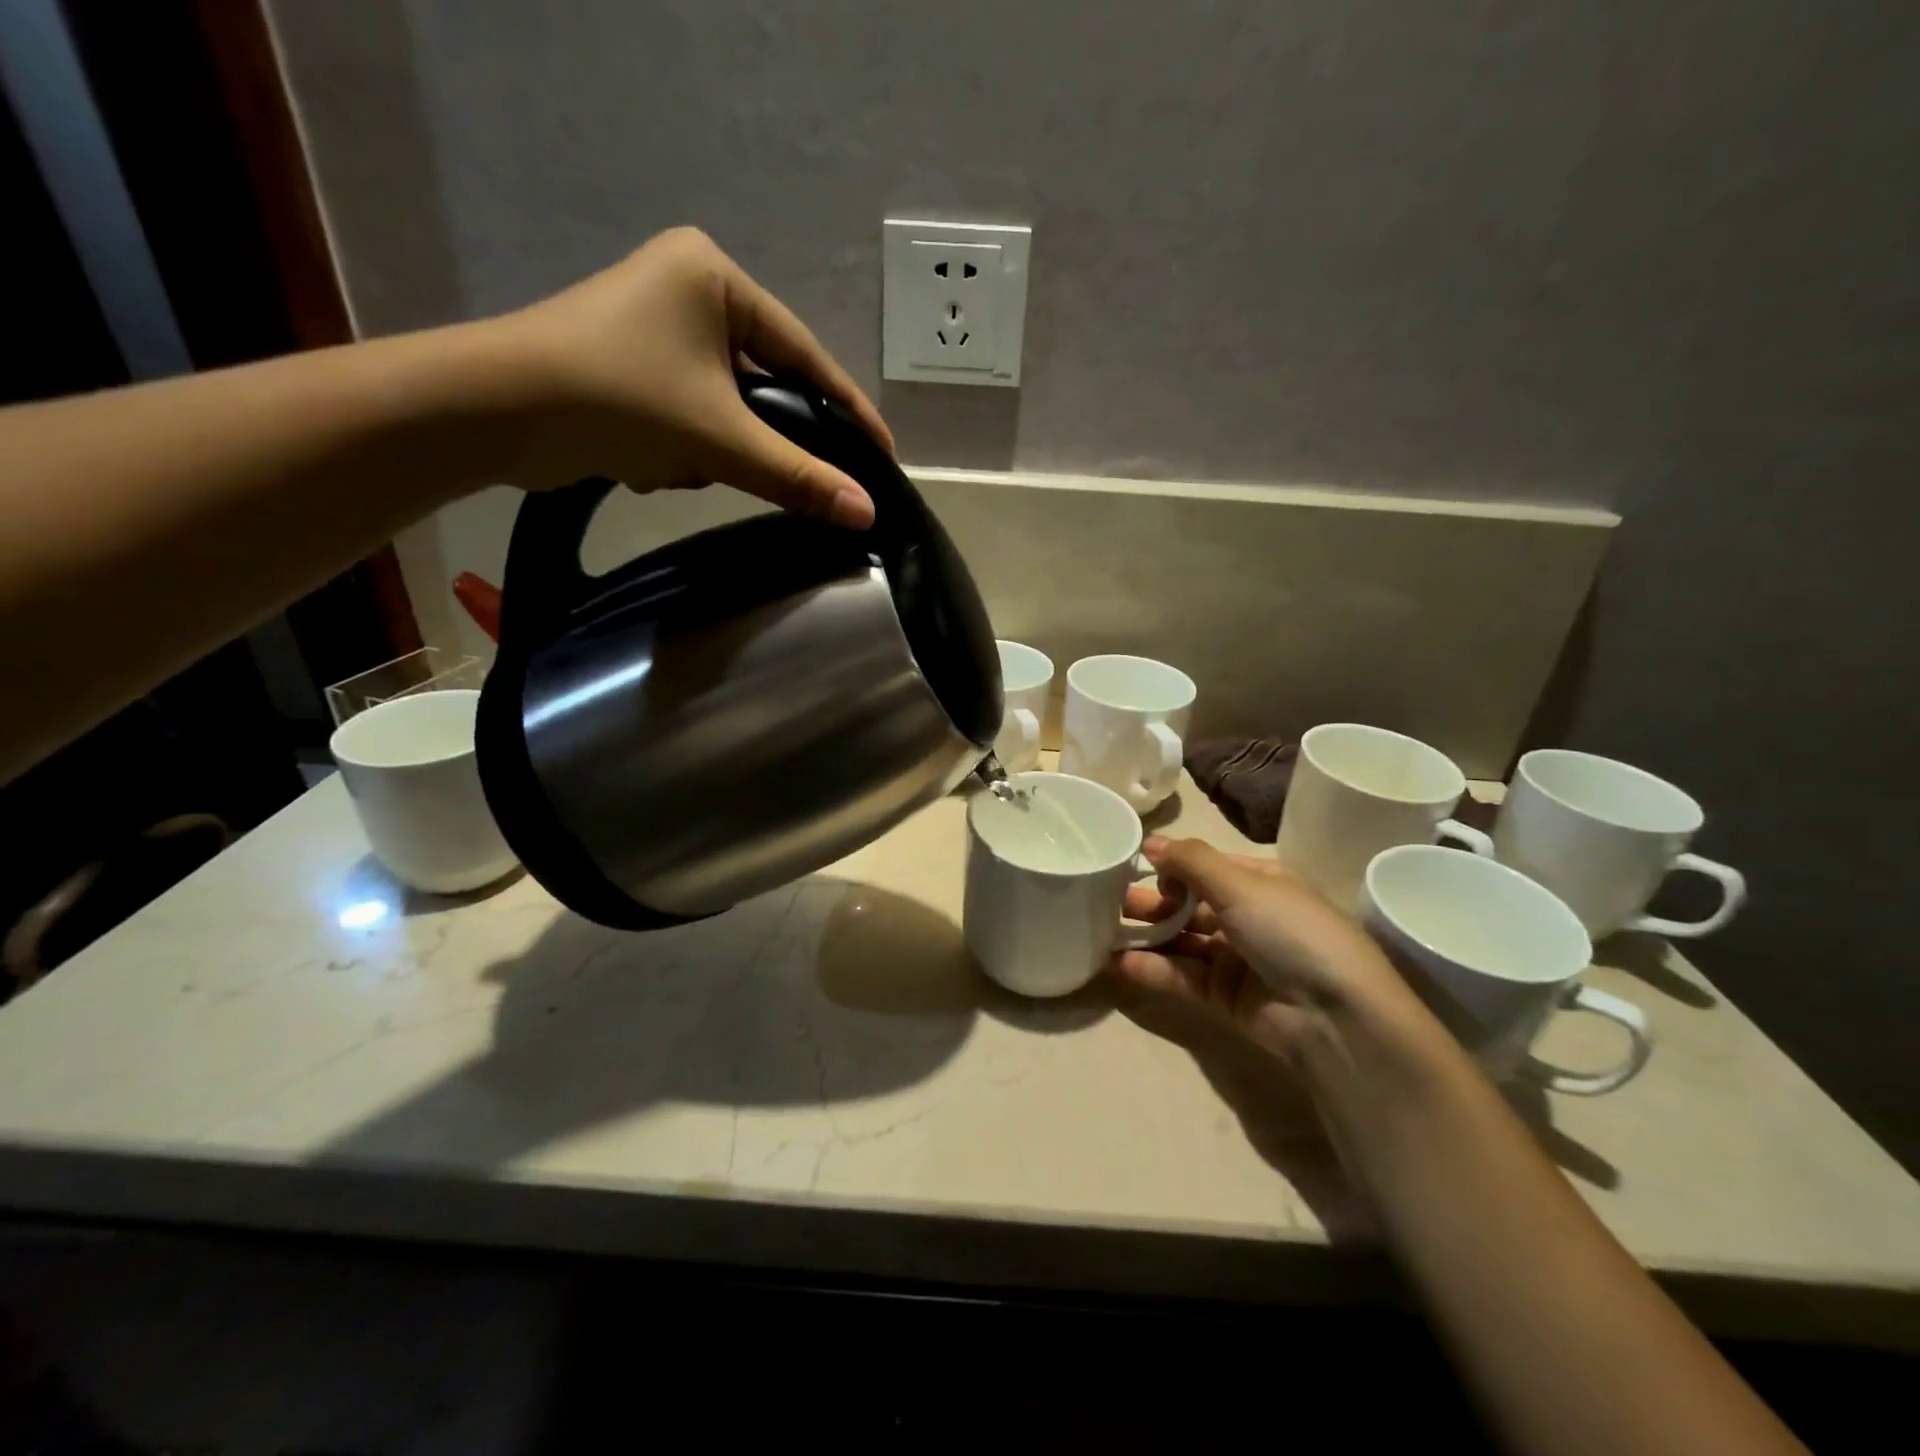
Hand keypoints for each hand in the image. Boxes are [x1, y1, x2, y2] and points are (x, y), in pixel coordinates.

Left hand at [499, 227, 892, 525]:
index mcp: (714, 277)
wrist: (493, 413)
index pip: (804, 352)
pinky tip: (642, 461)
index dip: (847, 409)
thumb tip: (866, 513)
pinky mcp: (628, 363)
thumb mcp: (720, 440)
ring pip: (722, 406)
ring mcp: (653, 326)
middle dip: (753, 436)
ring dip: (707, 448)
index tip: (883, 453)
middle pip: (761, 383)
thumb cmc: (618, 400)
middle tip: (774, 474)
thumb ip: (798, 477)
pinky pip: (687, 412)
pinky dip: (677, 446)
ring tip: (673, 462)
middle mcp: (686, 289)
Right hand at [1113, 836, 1424, 1064]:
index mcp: (1261, 882)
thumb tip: (1150, 841)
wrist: (1334, 1016)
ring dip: (1146, 935)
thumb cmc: (1290, 932)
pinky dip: (1154, 968)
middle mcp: (1249, 916)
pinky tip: (1121, 963)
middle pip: (1190, 904)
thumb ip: (1190, 861)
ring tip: (1103, 931)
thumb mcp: (1241, 884)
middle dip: (1152, 901)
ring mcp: (1237, 958)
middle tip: (1106, 899)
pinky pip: (1183, 976)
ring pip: (1182, 941)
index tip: (1133, 864)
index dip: (1171, 864)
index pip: (1206, 866)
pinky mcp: (1225, 997)